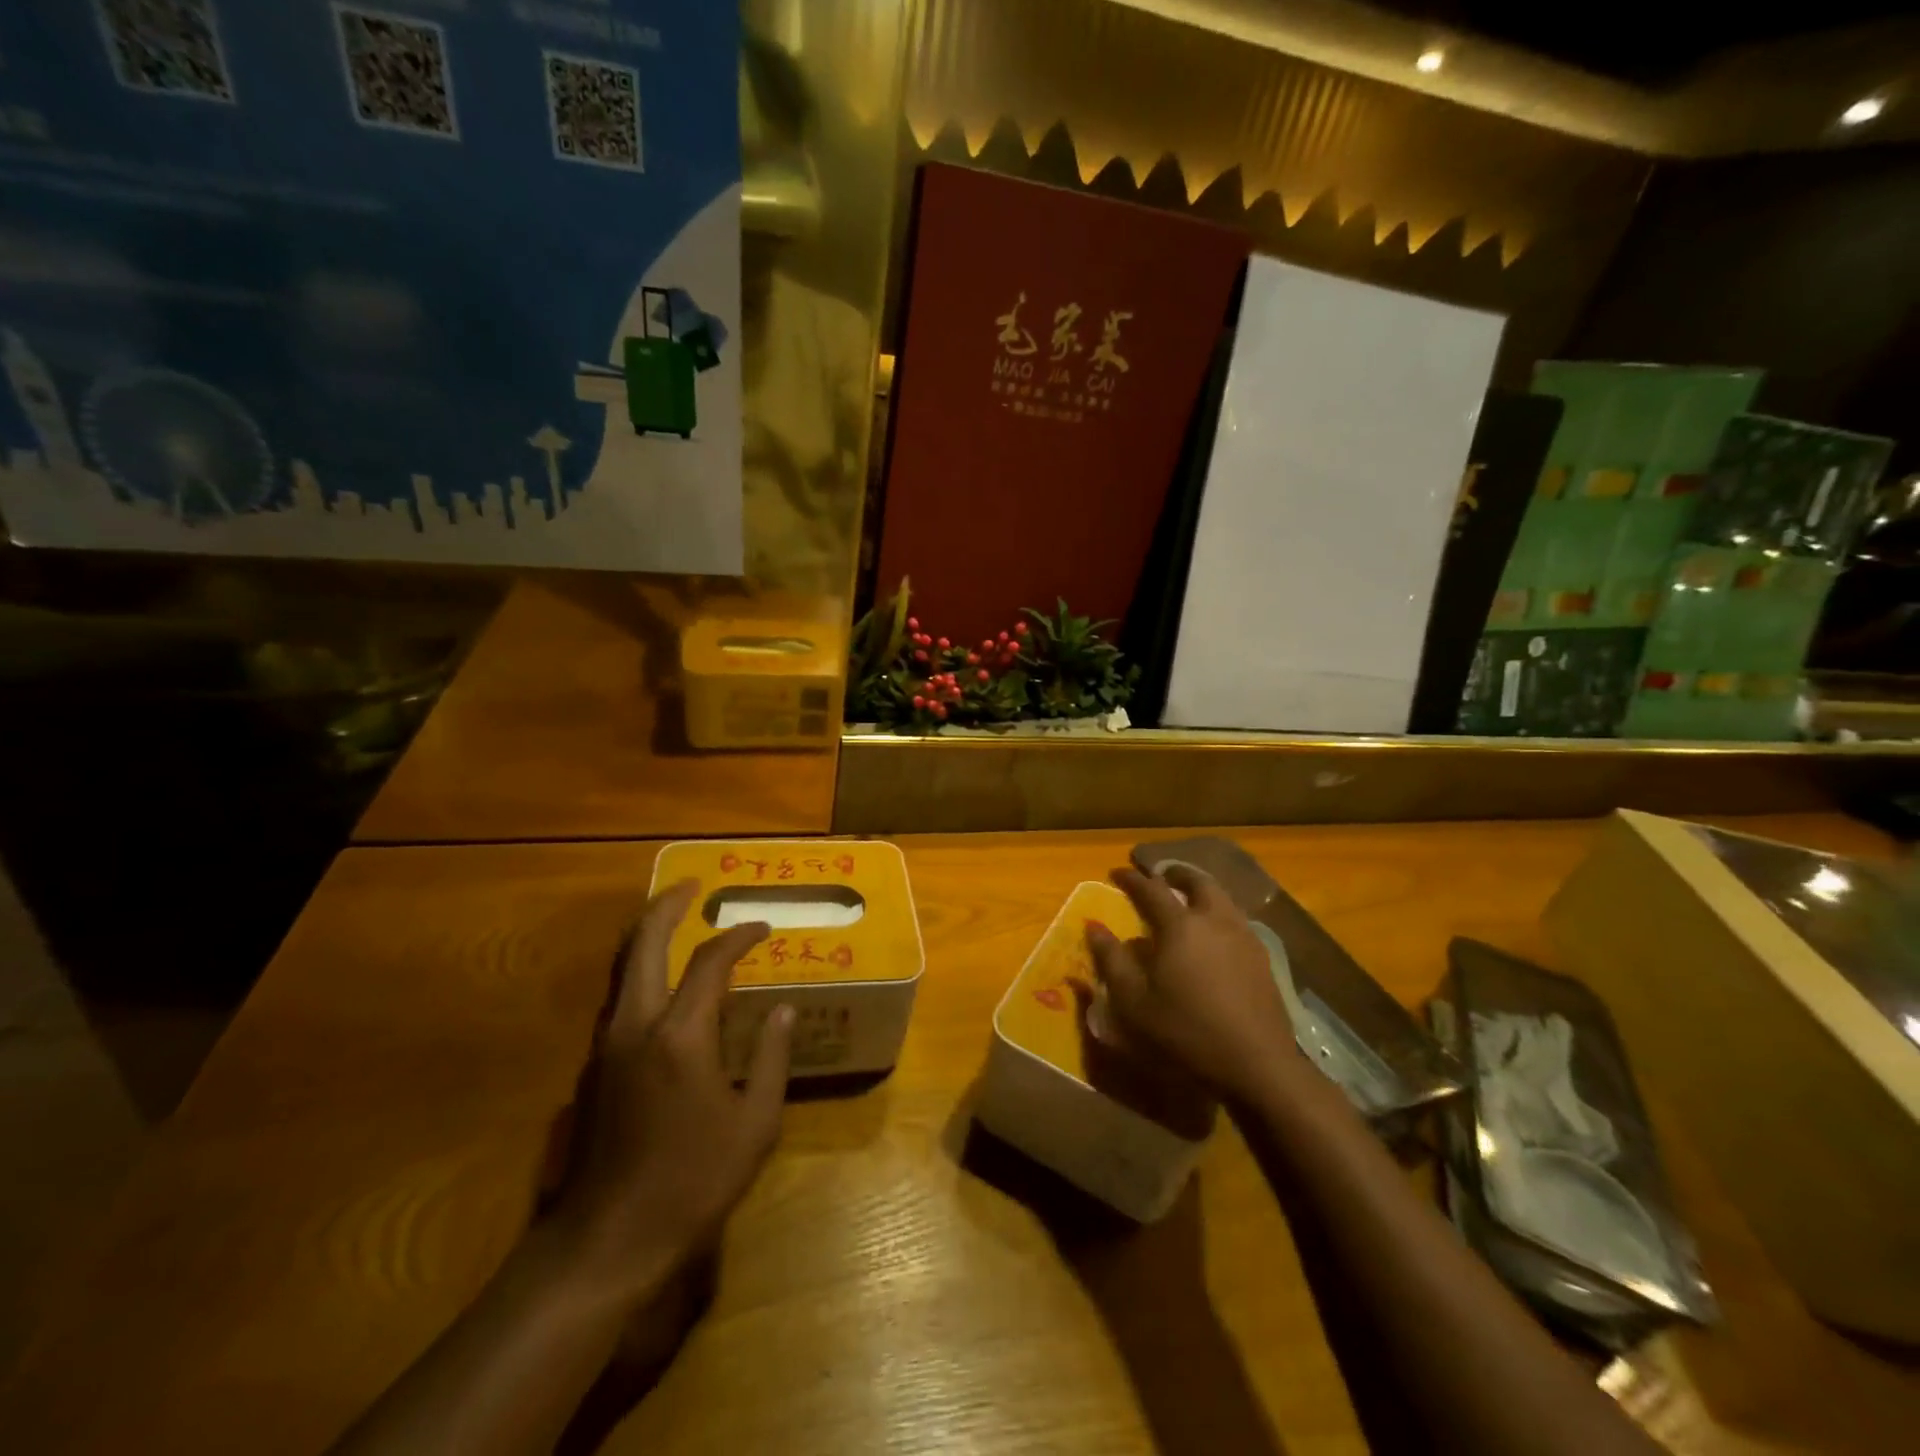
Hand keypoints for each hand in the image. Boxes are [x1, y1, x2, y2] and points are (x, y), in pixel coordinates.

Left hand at [543, 880, 793, 1301]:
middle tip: (692, 886)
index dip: (739, 937)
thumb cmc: (691, 1182)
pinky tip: (662, 985)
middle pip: (643, 944)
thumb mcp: (754, 1124)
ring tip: (674, 921)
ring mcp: (606, 1045)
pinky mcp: (592, 1067)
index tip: (762, 928)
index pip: (711, 962)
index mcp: (680, 1036)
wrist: (605, 1242)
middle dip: (667, 907)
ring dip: (646, 936)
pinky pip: (617, 998)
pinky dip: (639, 972)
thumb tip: (781, 1010)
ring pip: (621, 968)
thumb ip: (771, 1058)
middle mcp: (635, 1026)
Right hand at [1087, 865, 1294, 1103]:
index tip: (1116, 872)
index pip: (1150, 889)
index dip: (1131, 879)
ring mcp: (1243, 937)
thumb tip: (1094, 926)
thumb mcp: (1134, 1002)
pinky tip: (1214, 934)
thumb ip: (1112, 960)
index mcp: (1179, 925)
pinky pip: (1236, 919)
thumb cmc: (1186, 1032)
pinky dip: (1219, 912)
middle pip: (1197, 882)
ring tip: (1188, 899)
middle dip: (1175, 873)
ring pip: (1222, 898)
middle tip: (1160, 875)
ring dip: (1201, 890)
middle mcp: (1214, 920)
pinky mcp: (1262, 957)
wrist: (1257, 1064)